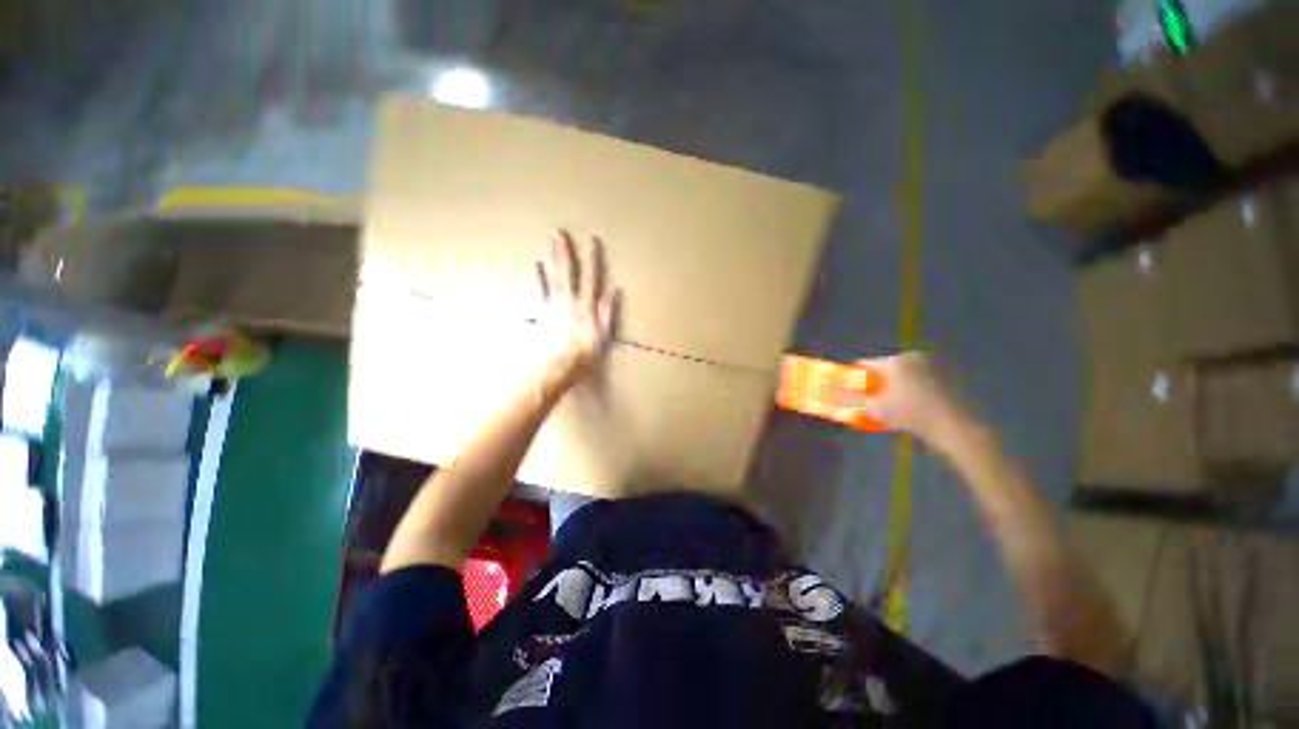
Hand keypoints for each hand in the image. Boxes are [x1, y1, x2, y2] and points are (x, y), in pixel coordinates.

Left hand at [534, 230, 616, 393]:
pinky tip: (536, 267)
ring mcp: (554, 307)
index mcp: (587, 308)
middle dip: (564, 253)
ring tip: (547, 243)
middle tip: (558, 232)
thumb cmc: (583, 355)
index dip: (592, 260)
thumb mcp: (602, 337)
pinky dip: (539, 279)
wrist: (557, 366)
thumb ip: (608, 314)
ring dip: (551, 259)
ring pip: (553, 278)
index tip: (591, 240)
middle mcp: (570, 302)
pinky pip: (541, 292)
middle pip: (567, 274)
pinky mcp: (543, 314)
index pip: (591, 279)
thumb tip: (614, 292)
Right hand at [853, 352, 974, 452]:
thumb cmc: (912, 416)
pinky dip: (910, 388)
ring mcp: (932, 365)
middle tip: (871, 401)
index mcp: (894, 362)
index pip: (864, 364)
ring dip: (893, 386)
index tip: (850, 391)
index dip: (854, 378)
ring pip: (901, 374)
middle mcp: (912, 357)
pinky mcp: (947, 374)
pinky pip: (918, 378)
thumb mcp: (876, 409)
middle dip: (875, 383)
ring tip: (891, 406)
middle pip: (883, 368)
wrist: (956, 428)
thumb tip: (832, 394)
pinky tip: (912, 405)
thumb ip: (851, 400)